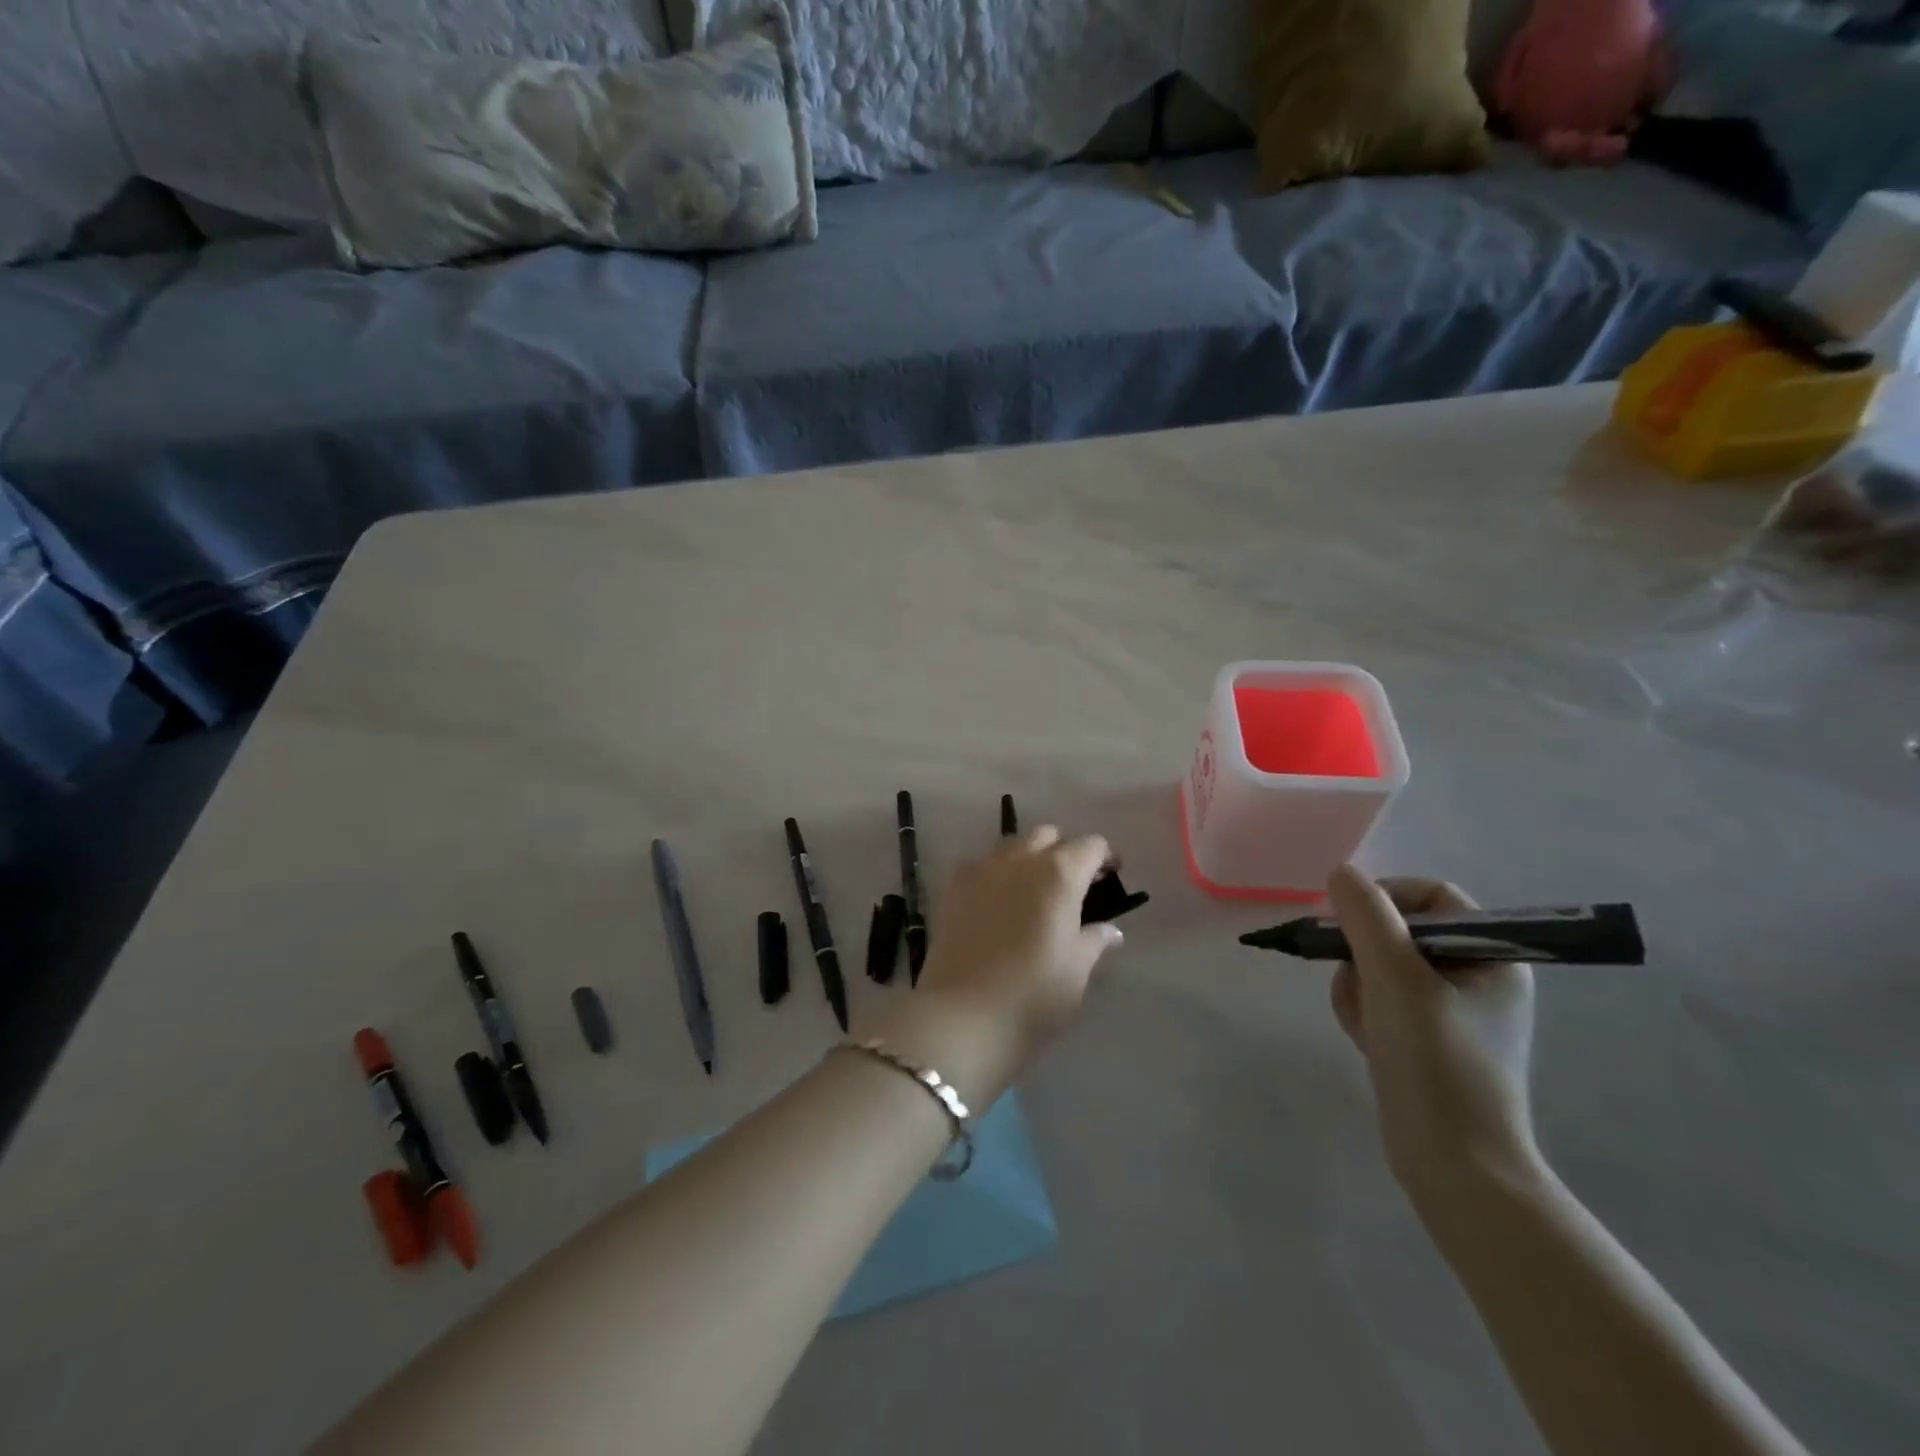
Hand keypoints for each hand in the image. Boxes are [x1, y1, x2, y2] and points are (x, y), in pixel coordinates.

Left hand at [872, 827, 1121, 1107]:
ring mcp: (982, 870)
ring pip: (1012, 845)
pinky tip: (997, 900)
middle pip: (1047, 835)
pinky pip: (980, 865)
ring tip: (1035, 890)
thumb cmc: (1033, 995)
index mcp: (1060, 873)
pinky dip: (994, 873)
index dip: (1105, 857)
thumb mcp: (1076, 971)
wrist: (962, 1016)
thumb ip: (1094, 940)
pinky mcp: (953, 888)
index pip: (1090, 845)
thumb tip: (1109, 929)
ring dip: (1029, 858)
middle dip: (1064, 851)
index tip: (1111, 876)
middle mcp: (1020, 859)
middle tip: (1074, 884)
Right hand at [1326, 865, 1539, 1221]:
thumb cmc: (1436, 1064)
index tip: (1350, 923)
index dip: (1386, 898)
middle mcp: (1478, 977)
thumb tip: (1341, 873)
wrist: (1455, 1168)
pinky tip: (1366, 1041)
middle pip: (1398, 931)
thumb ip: (1367, 917)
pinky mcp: (1426, 1039)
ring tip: (1365, 1024)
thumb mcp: (1396, 979)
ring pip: (1380, 966)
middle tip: (1359, 984)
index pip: (1432, 897)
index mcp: (1493, 957)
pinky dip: (1364, 1011)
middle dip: (1364, 954)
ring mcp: (1451, 1011)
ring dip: (1358, 986)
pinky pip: (1380, 999)